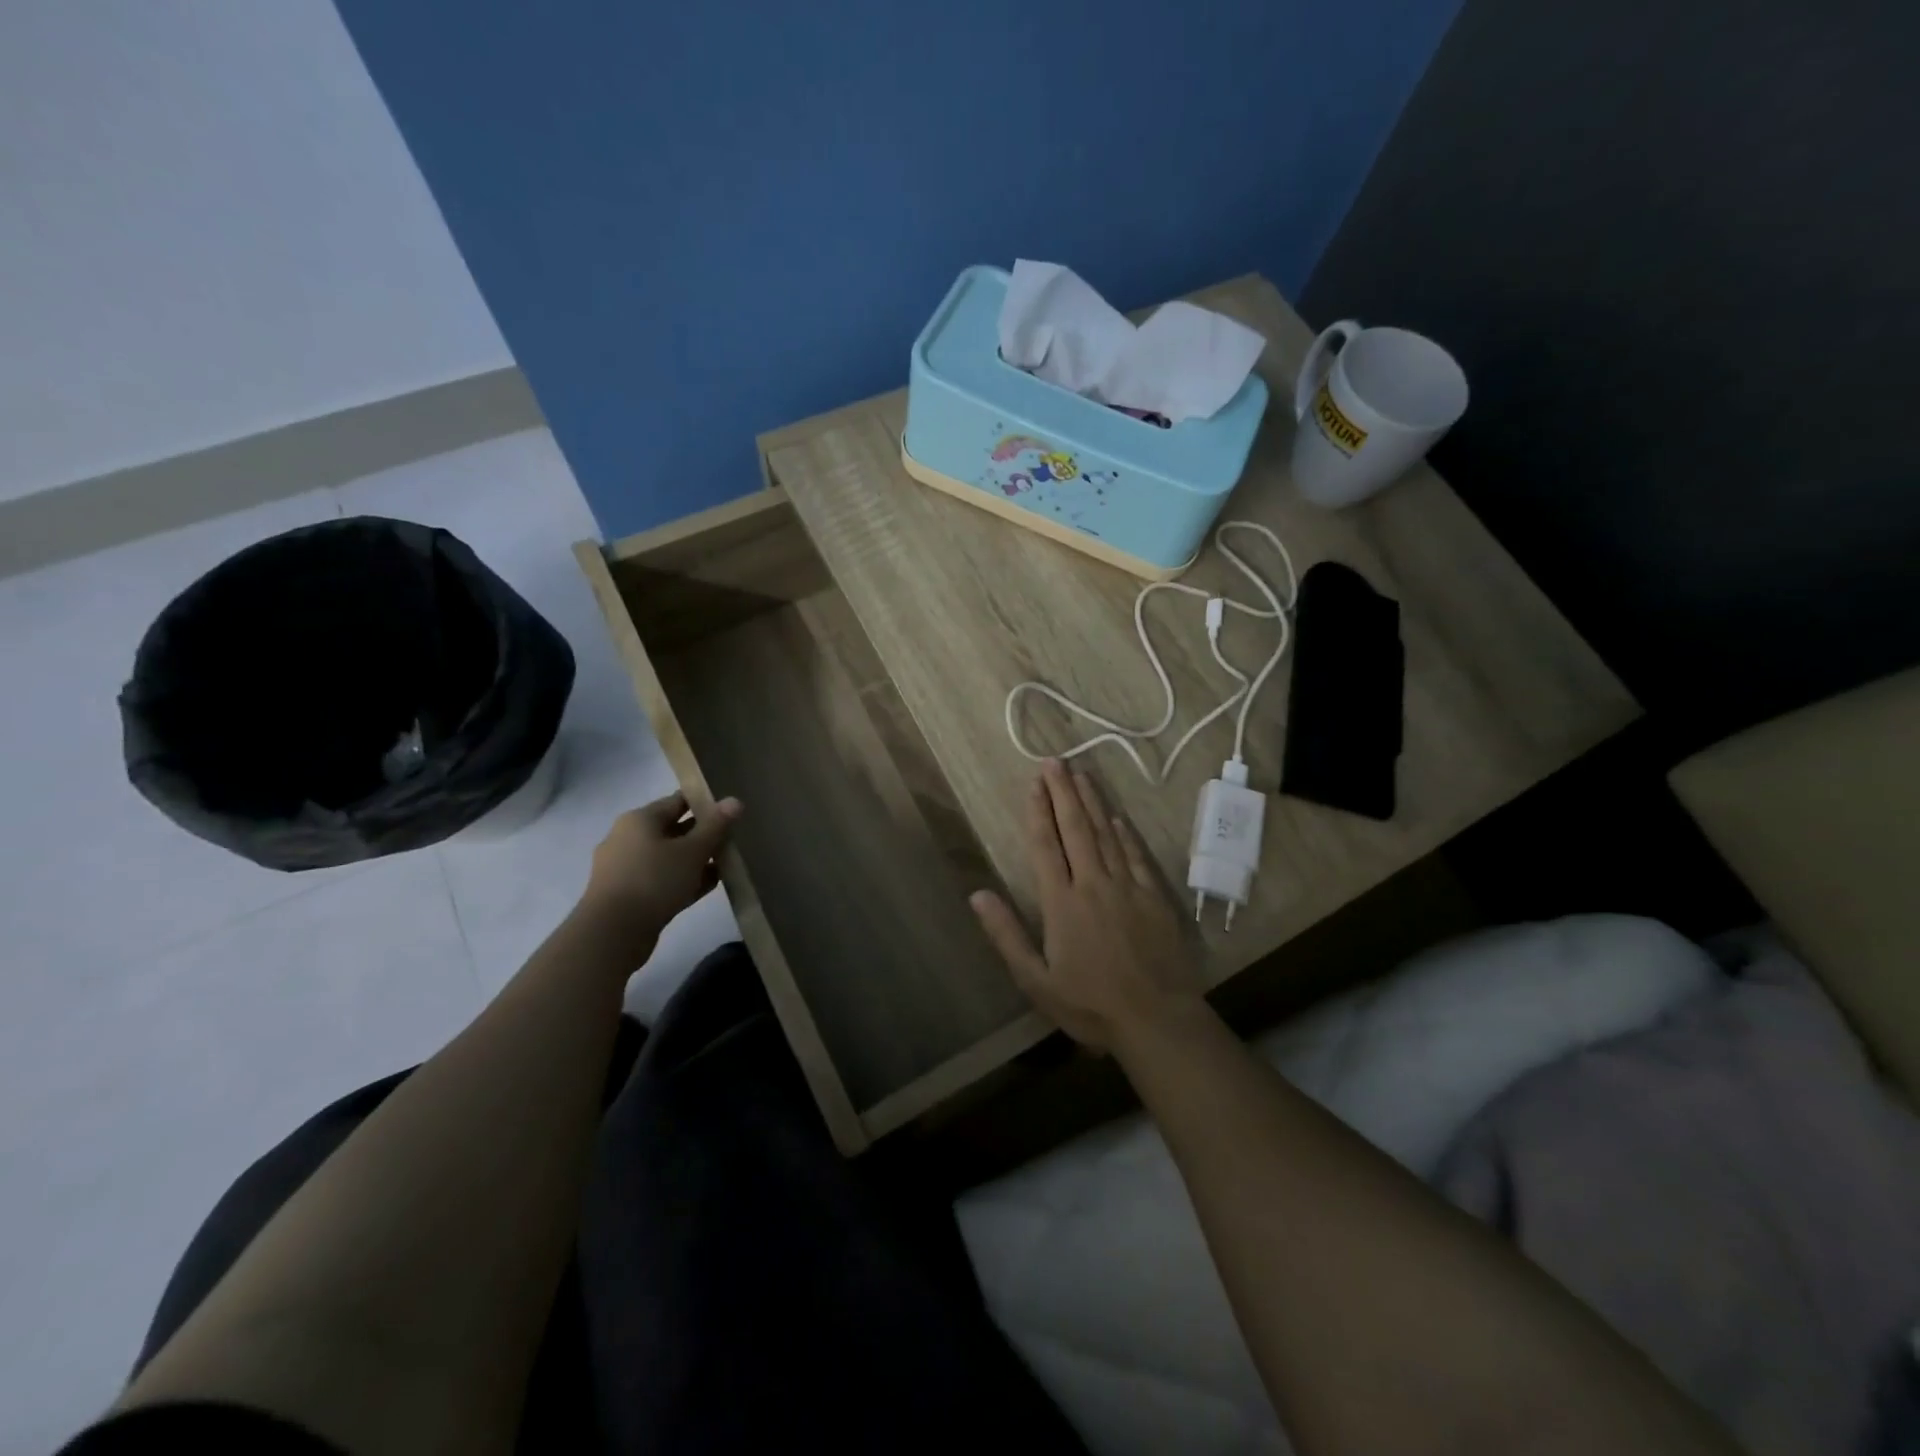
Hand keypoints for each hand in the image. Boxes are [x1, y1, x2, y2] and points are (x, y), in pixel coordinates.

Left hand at [576, 791, 740, 964]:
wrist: (612, 933)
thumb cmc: (654, 880)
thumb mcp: (693, 851)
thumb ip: (716, 825)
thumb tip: (735, 801)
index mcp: (639, 820)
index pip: (678, 801)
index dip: (705, 802)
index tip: (730, 810)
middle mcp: (627, 838)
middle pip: (673, 829)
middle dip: (703, 834)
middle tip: (733, 839)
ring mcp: (625, 868)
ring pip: (668, 857)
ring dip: (696, 860)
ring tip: (726, 864)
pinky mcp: (628, 895)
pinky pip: (662, 879)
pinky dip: (684, 880)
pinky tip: (709, 886)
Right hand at [970, 759, 1203, 1052]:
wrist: (1157, 1020)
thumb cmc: (1090, 1004)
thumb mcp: (1036, 980)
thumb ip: (1006, 934)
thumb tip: (977, 894)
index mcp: (1062, 903)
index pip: (1046, 846)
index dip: (1038, 811)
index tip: (1033, 783)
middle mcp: (1093, 884)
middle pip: (1076, 829)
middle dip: (1064, 792)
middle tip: (1055, 762)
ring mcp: (1127, 887)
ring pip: (1107, 834)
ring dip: (1092, 802)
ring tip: (1082, 774)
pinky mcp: (1154, 897)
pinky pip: (1136, 855)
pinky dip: (1125, 833)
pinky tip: (1118, 817)